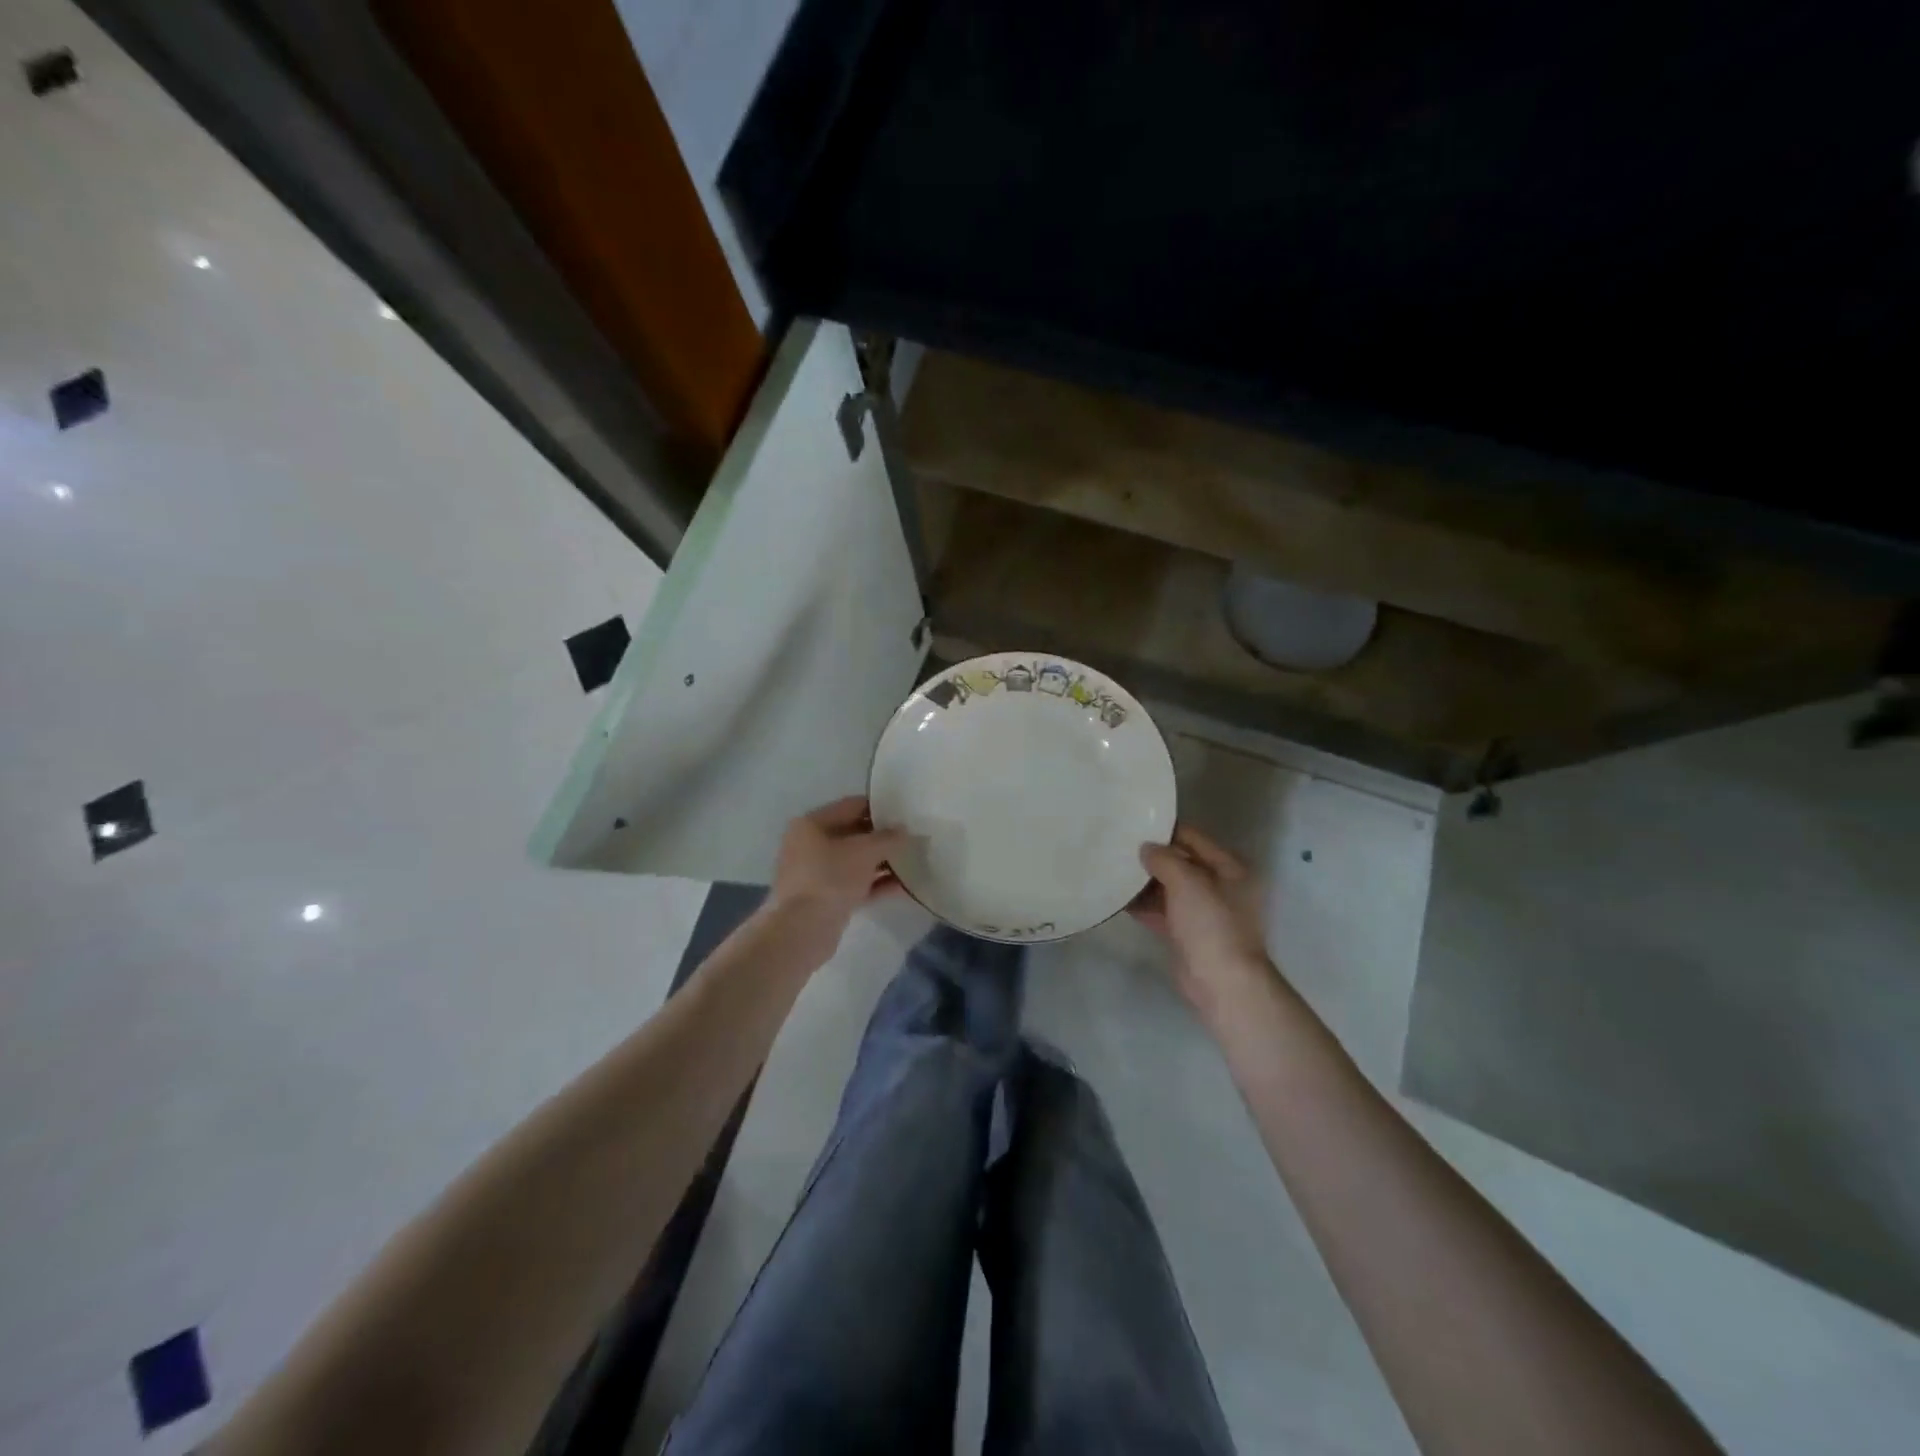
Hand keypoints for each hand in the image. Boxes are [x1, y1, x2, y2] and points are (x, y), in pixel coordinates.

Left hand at [765, 796, 907, 951]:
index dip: (880, 808)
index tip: (905, 814)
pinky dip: (875, 884)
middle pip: (853, 834)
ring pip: (854, 862)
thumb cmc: (830, 877)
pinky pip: (854, 884)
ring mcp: (815, 873)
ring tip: (912, 863)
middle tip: (911, 839)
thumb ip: (889, 838)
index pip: (852, 806)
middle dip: (882, 838)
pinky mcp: (824, 898)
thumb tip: (904, 832)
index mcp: (812, 824)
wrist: (802, 929)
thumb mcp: (866, 851)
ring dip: (881, 863)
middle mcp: (809, 844)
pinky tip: (902, 887)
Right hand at [1133, 824, 1274, 1014]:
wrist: (1222, 983)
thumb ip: (1164, 859)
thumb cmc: (1211, 924)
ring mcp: (1204, 912)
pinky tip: (1118, 898)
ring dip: (1145, 882)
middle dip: (1152, 857)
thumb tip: (1145, 848)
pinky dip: (1144, 905)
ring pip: (1169, 888)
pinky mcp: (1187, 934)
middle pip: (1181, 863)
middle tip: (1118, 845)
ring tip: (1113, 868)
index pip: (1194, 838)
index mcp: (1230, 868)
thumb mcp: (1187, 882)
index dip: (1165, 830)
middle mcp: (1220, 886)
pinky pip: (1162, 911)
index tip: (1134, 823)